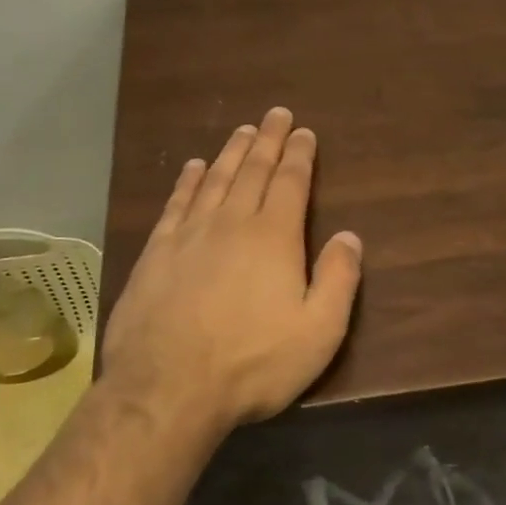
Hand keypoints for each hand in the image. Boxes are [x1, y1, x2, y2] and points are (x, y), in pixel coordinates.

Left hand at [99, 107, 362, 436]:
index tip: (304, 132)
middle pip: (252, 170)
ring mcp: (189, 235)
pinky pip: (176, 204)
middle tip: (275, 115)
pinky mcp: (156, 253)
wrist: (167, 389)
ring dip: (231, 153)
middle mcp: (231, 223)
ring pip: (214, 180)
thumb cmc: (252, 363)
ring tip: (242, 131)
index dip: (300, 155)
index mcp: (273, 237)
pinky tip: (192, 168)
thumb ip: (338, 279)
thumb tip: (350, 236)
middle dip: (268, 141)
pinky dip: (187, 181)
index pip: (291, 183)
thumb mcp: (318, 331)